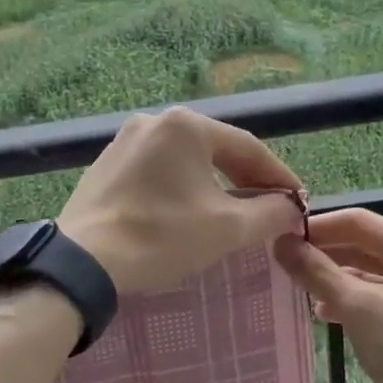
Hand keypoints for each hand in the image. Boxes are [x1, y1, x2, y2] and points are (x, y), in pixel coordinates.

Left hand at [60, 109, 305, 292]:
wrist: (84, 261)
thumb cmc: (162, 236)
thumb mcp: (228, 228)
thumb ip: (269, 213)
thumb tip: (290, 208)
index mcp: (186, 125)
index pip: (248, 148)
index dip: (278, 176)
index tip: (298, 201)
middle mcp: (154, 122)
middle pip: (215, 151)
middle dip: (246, 179)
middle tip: (269, 207)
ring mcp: (124, 142)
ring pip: (184, 162)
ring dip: (213, 185)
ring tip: (232, 212)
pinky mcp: (105, 167)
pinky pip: (156, 173)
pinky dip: (179, 190)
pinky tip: (186, 214)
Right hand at [273, 209, 382, 382]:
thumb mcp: (358, 307)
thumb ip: (317, 272)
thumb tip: (281, 243)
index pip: (357, 221)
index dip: (318, 227)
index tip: (282, 238)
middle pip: (362, 245)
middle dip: (323, 254)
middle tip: (284, 264)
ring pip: (367, 273)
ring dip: (333, 278)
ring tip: (299, 289)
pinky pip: (375, 297)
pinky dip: (350, 301)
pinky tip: (325, 314)